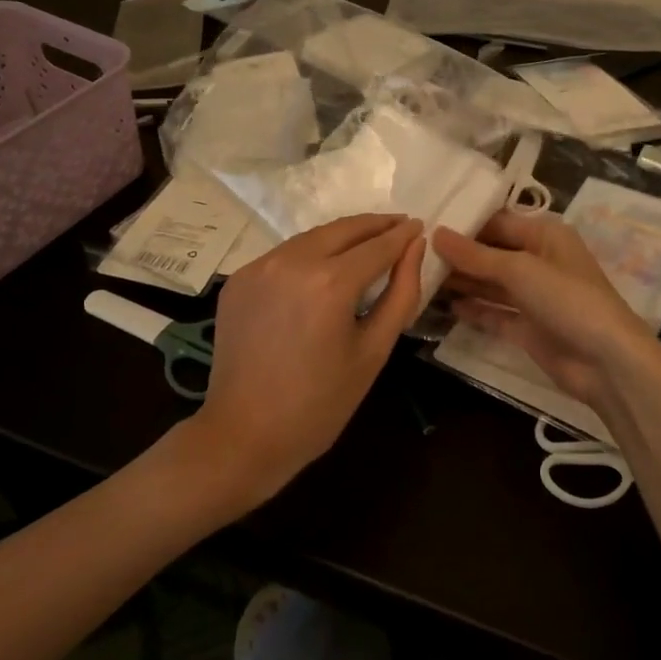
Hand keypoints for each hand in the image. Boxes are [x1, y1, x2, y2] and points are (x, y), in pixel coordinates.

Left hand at [189, 213, 424, 507]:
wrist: (243, 434)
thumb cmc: (320, 403)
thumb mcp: (374, 350)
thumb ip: (401, 293)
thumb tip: (415, 248)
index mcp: (330, 282)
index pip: (378, 245)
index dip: (403, 235)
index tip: (420, 225)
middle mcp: (292, 261)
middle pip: (344, 229)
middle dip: (376, 225)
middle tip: (400, 226)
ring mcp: (260, 266)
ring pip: (313, 237)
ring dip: (344, 236)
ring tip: (368, 243)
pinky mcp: (240, 278)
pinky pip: (285, 255)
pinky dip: (311, 253)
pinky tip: (324, 267)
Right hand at [433, 211, 660, 415]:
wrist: (606, 362)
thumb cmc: (567, 299)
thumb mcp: (519, 269)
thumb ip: (475, 255)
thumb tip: (436, 234)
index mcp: (545, 236)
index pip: (498, 222)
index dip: (465, 224)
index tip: (426, 224)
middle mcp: (539, 261)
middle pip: (492, 253)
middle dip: (459, 254)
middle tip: (415, 252)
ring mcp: (534, 297)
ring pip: (491, 283)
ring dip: (462, 281)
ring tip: (421, 276)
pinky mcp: (528, 328)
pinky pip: (495, 313)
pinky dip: (474, 309)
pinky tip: (445, 305)